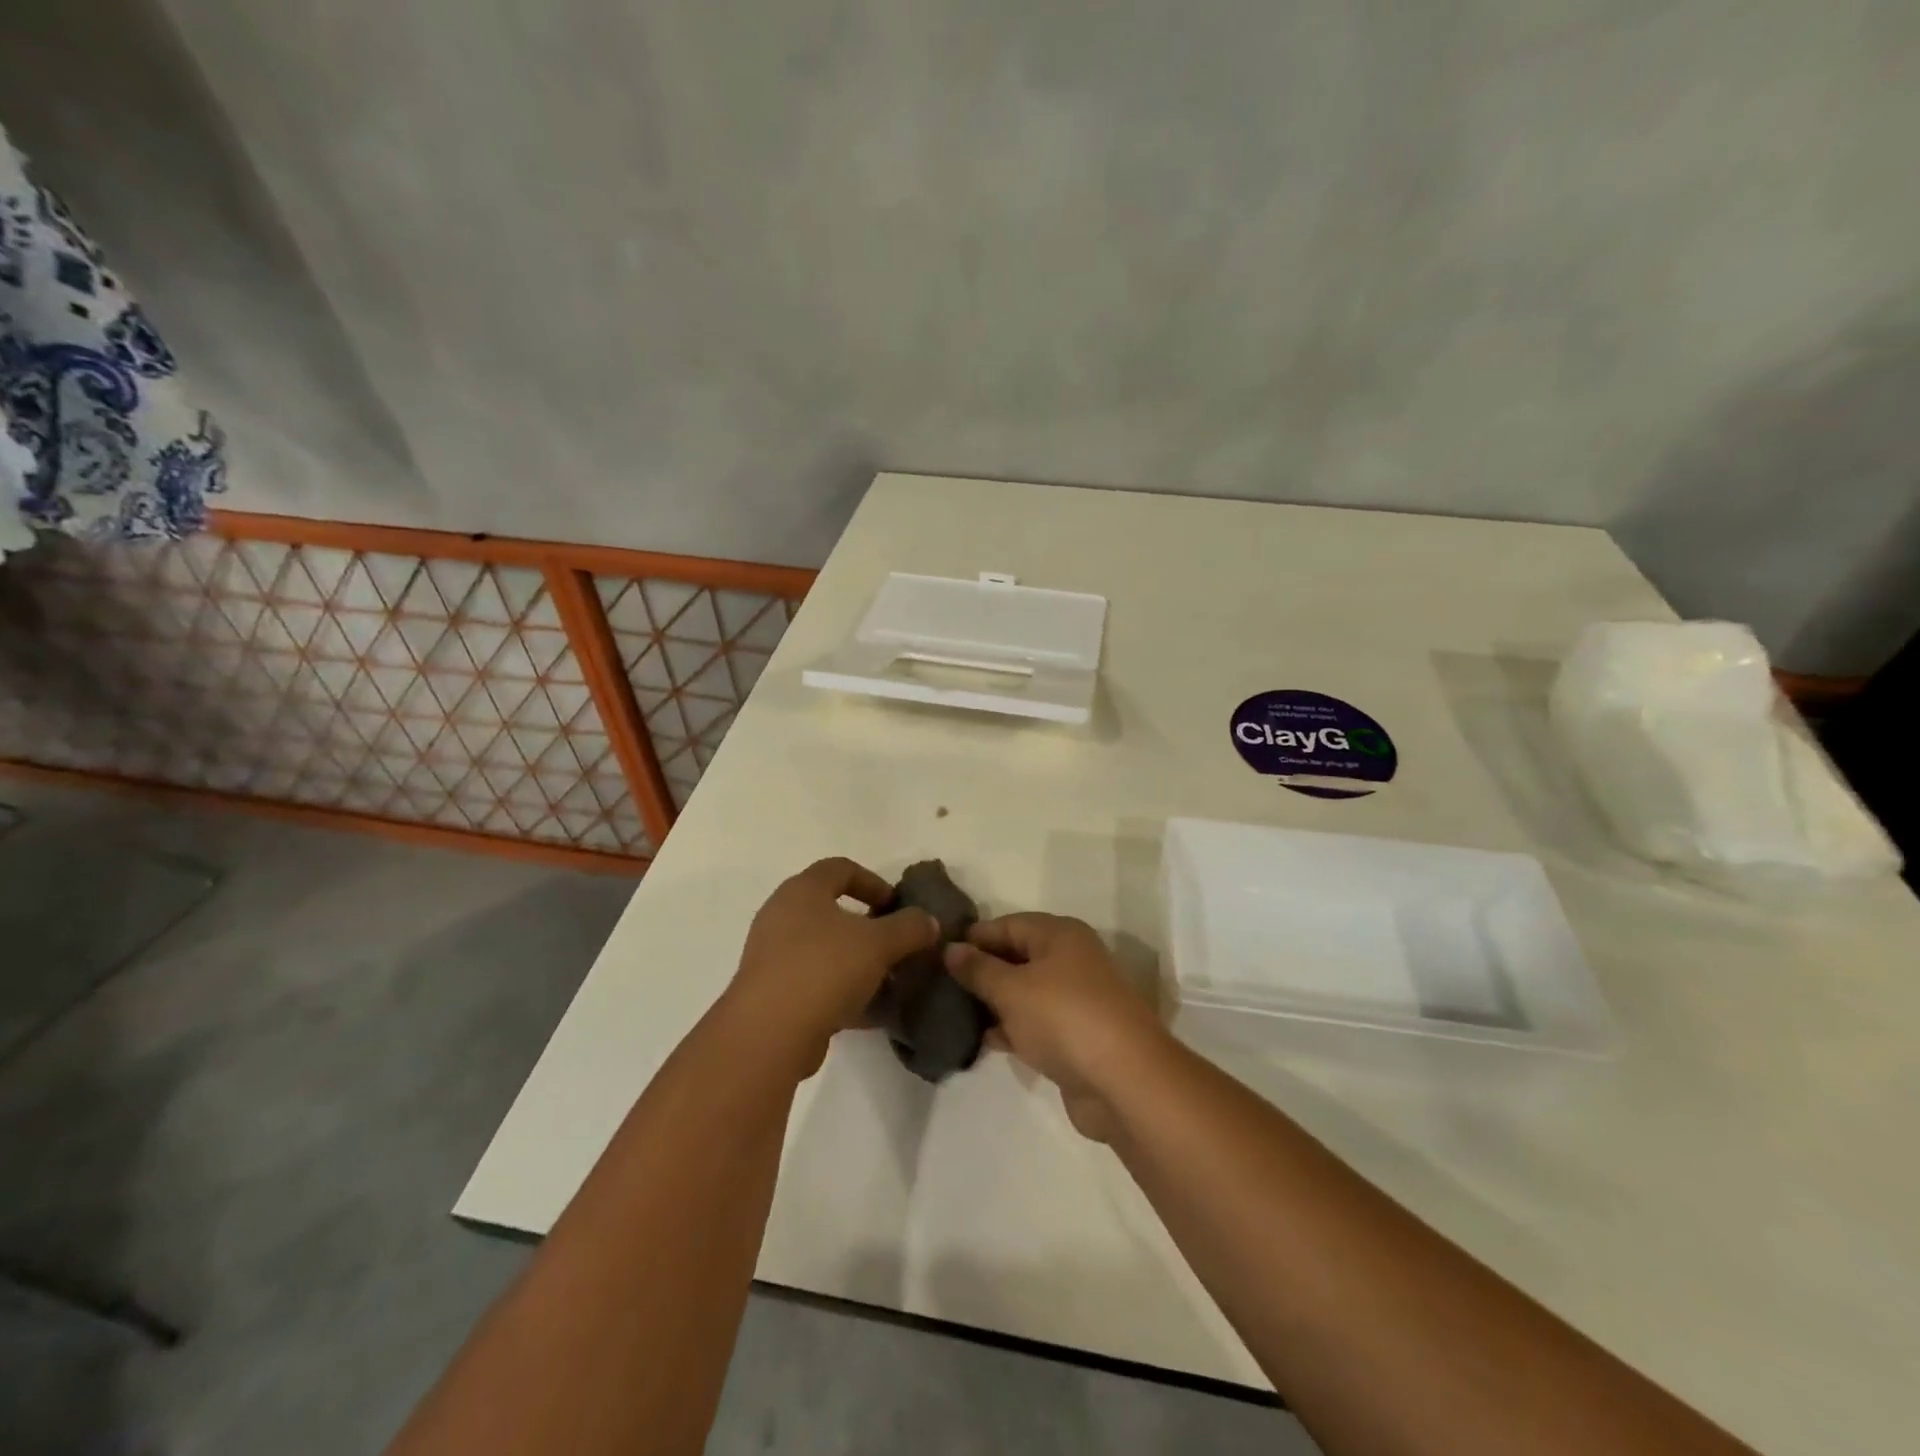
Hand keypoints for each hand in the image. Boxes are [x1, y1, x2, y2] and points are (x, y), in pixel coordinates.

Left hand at [727, 858, 939, 1076]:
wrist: (769, 1033)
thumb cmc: (824, 969)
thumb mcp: (879, 943)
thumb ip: (909, 927)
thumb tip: (928, 921)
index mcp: (802, 890)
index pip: (840, 868)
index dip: (873, 881)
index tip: (896, 905)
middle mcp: (781, 915)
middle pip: (831, 909)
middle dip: (867, 926)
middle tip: (894, 943)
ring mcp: (772, 955)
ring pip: (823, 949)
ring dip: (856, 961)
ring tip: (886, 979)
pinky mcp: (771, 992)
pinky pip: (814, 981)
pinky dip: (841, 989)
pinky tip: (868, 1010)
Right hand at [944, 914, 1167, 1140]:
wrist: (1125, 1081)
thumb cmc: (1064, 1018)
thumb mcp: (1012, 989)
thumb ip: (978, 968)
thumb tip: (951, 948)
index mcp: (1060, 935)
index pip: (1008, 923)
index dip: (974, 937)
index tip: (938, 953)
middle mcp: (1071, 959)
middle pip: (1017, 956)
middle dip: (982, 970)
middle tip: (940, 985)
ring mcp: (1076, 999)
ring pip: (1025, 992)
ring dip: (994, 1002)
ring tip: (953, 1013)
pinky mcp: (1077, 1035)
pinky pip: (1036, 1022)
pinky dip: (1012, 1028)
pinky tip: (984, 1040)